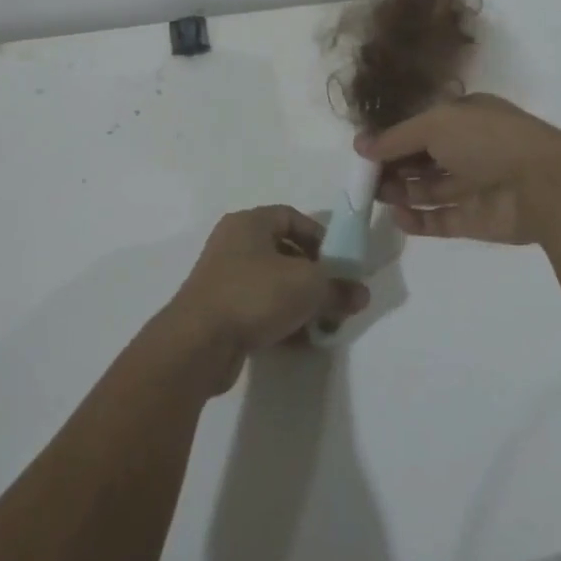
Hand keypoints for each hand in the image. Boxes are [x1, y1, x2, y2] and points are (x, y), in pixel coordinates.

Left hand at [159, 207, 370, 394]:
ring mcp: (223, 279)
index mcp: (249, 223)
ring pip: (272, 283)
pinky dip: (280, 319)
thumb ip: (338, 288)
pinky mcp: (219, 312)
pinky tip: (300, 340)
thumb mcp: (309, 286)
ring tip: (322, 323)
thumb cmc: (255, 294)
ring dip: (299, 301)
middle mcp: (233, 244)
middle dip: (314, 275)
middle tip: (335, 296)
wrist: (199, 343)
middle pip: (284, 252)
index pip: (292, 217)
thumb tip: (361, 295)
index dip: (320, 236)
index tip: (340, 262)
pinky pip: (258, 308)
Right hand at [354, 94, 560, 245]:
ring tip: (376, 196)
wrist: (544, 185)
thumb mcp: (436, 124)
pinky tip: (397, 217)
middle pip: (421, 159)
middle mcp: (468, 149)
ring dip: (400, 192)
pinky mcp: (475, 220)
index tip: (363, 152)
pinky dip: (417, 221)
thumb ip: (396, 137)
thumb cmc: (487, 140)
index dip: (392, 138)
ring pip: (427, 190)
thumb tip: (360, 146)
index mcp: (464, 118)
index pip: (420, 127)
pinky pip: (439, 220)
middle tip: (364, 178)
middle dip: (392, 167)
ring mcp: (473, 186)